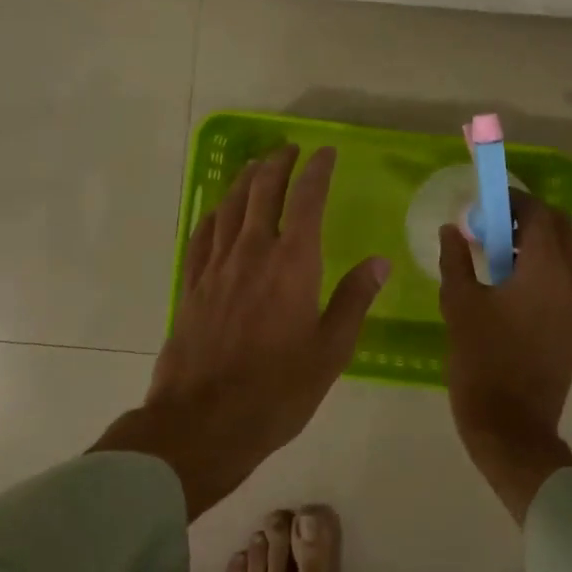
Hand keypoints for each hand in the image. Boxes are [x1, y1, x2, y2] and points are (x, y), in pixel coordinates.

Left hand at [94, 145, 389, 517]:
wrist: (203, 422)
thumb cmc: (277, 391)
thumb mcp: (330, 351)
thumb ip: (353, 300)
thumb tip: (379, 261)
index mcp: (292, 264)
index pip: (306, 200)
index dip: (316, 171)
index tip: (324, 153)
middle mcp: (252, 253)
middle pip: (262, 192)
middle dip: (277, 164)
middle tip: (289, 149)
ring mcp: (216, 267)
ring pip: (229, 207)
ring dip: (245, 180)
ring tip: (256, 166)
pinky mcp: (191, 286)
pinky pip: (202, 235)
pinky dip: (214, 213)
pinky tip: (218, 211)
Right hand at [439, 192, 571, 522]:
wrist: (513, 425)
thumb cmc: (482, 360)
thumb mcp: (459, 304)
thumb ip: (456, 259)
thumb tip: (452, 229)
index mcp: (548, 269)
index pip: (539, 214)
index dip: (514, 201)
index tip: (487, 205)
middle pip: (564, 227)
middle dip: (532, 218)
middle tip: (497, 227)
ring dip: (548, 241)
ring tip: (510, 255)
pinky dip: (556, 265)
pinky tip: (522, 283)